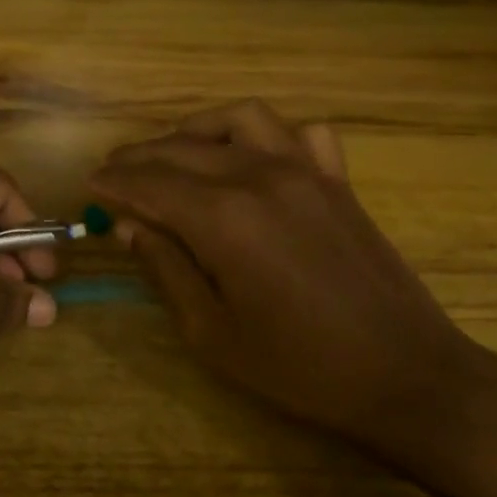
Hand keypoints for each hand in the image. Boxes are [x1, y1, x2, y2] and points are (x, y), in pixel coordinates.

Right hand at [88, 101, 496, 460]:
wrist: (406, 377)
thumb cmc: (299, 368)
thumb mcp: (212, 333)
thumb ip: (166, 268)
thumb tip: (129, 226)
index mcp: (224, 217)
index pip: (150, 183)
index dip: (114, 182)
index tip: (89, 183)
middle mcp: (261, 176)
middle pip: (184, 149)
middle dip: (140, 156)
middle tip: (114, 170)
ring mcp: (307, 171)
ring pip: (241, 120)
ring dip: (198, 129)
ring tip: (174, 152)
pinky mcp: (338, 181)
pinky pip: (301, 133)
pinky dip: (269, 135)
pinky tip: (255, 158)